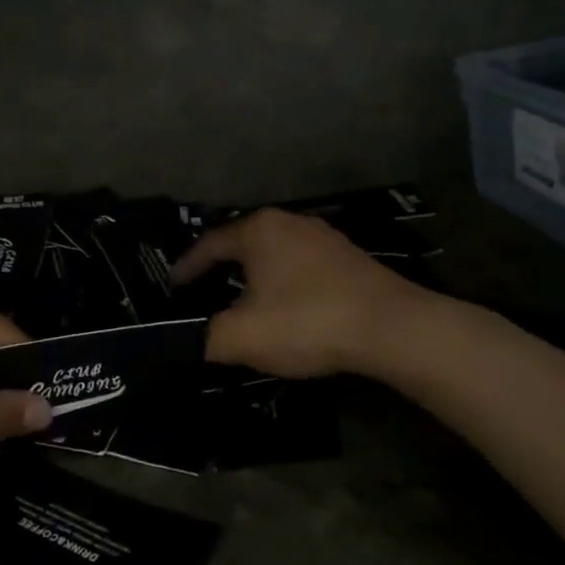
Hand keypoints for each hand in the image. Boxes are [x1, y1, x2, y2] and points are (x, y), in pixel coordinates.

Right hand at [172, 209, 437, 379]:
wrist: (392, 327)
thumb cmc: (307, 321)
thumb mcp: (243, 336)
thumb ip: (206, 338)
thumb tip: (190, 342)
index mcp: (258, 230)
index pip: (209, 245)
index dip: (187, 267)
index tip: (173, 287)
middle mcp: (289, 222)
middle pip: (242, 244)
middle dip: (220, 269)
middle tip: (203, 292)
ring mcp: (323, 237)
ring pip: (274, 254)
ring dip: (255, 276)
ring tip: (242, 301)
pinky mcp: (348, 257)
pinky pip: (301, 265)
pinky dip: (284, 282)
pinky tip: (286, 306)